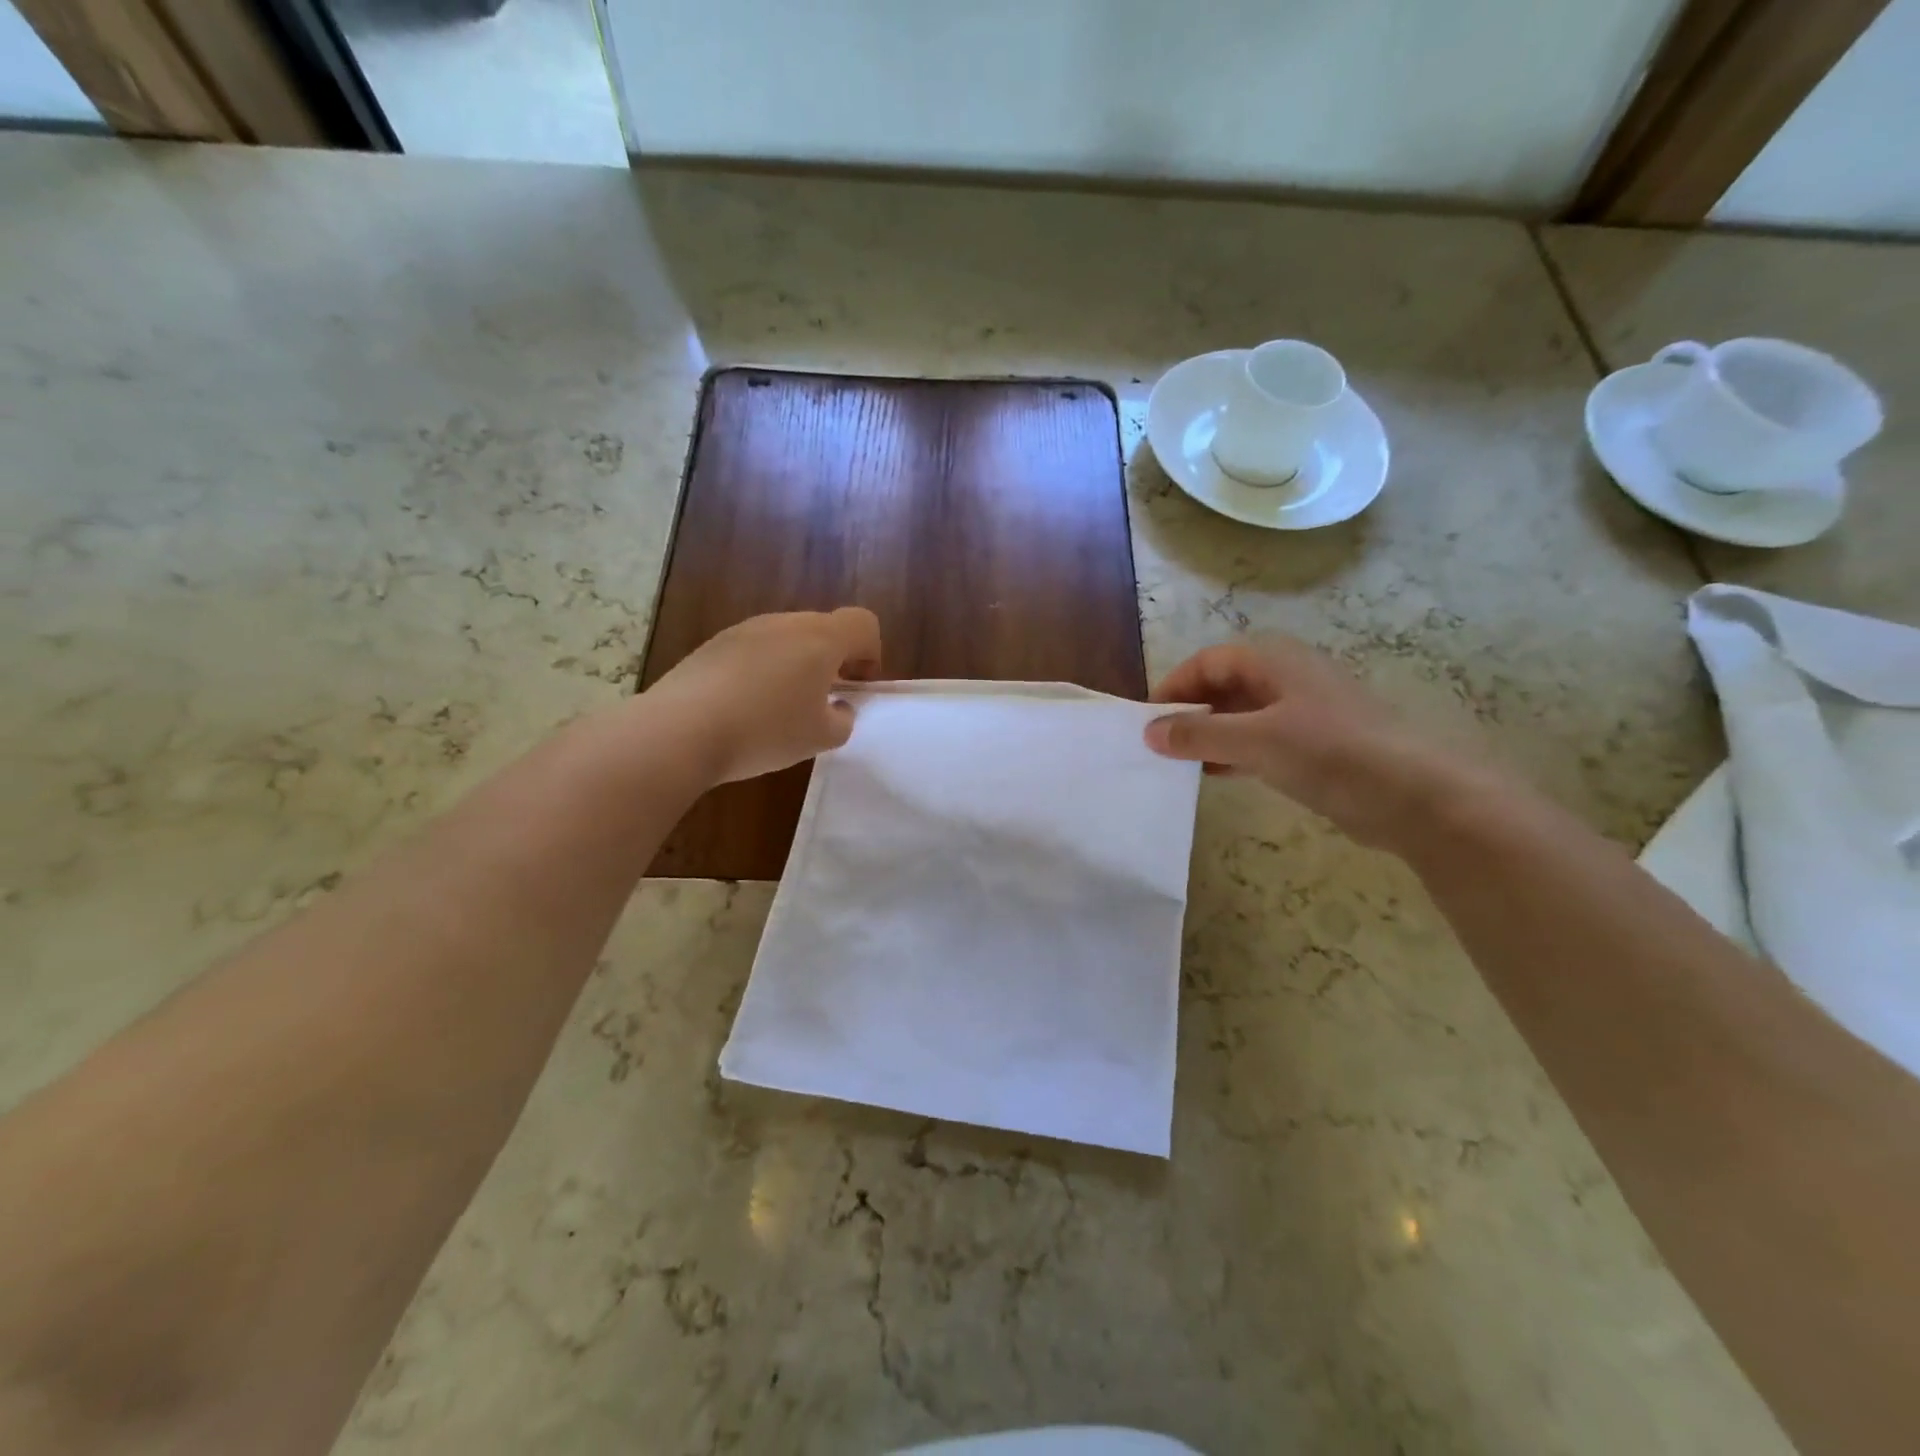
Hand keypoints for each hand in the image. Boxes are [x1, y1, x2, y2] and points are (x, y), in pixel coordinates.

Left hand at [644, 608, 881, 784]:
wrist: (681, 730)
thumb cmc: (766, 731)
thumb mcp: (821, 738)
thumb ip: (843, 719)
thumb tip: (838, 707)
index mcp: (820, 639)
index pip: (863, 623)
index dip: (871, 653)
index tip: (856, 687)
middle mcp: (785, 623)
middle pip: (824, 629)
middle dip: (833, 660)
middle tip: (822, 702)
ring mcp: (745, 629)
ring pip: (787, 638)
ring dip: (796, 665)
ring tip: (780, 708)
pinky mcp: (713, 644)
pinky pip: (754, 650)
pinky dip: (762, 671)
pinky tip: (745, 708)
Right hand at [1145, 637, 1474, 848]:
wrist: (1415, 796)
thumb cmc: (1330, 752)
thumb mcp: (1255, 740)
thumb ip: (1198, 735)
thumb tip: (1149, 732)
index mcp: (1273, 661)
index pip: (1207, 663)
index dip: (1173, 688)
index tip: (1146, 722)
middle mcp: (1286, 678)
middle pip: (1222, 686)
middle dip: (1188, 713)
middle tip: (1158, 746)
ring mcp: (1301, 712)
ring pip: (1239, 715)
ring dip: (1208, 736)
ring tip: (1178, 763)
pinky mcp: (1312, 745)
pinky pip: (1259, 741)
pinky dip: (1232, 753)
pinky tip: (1213, 775)